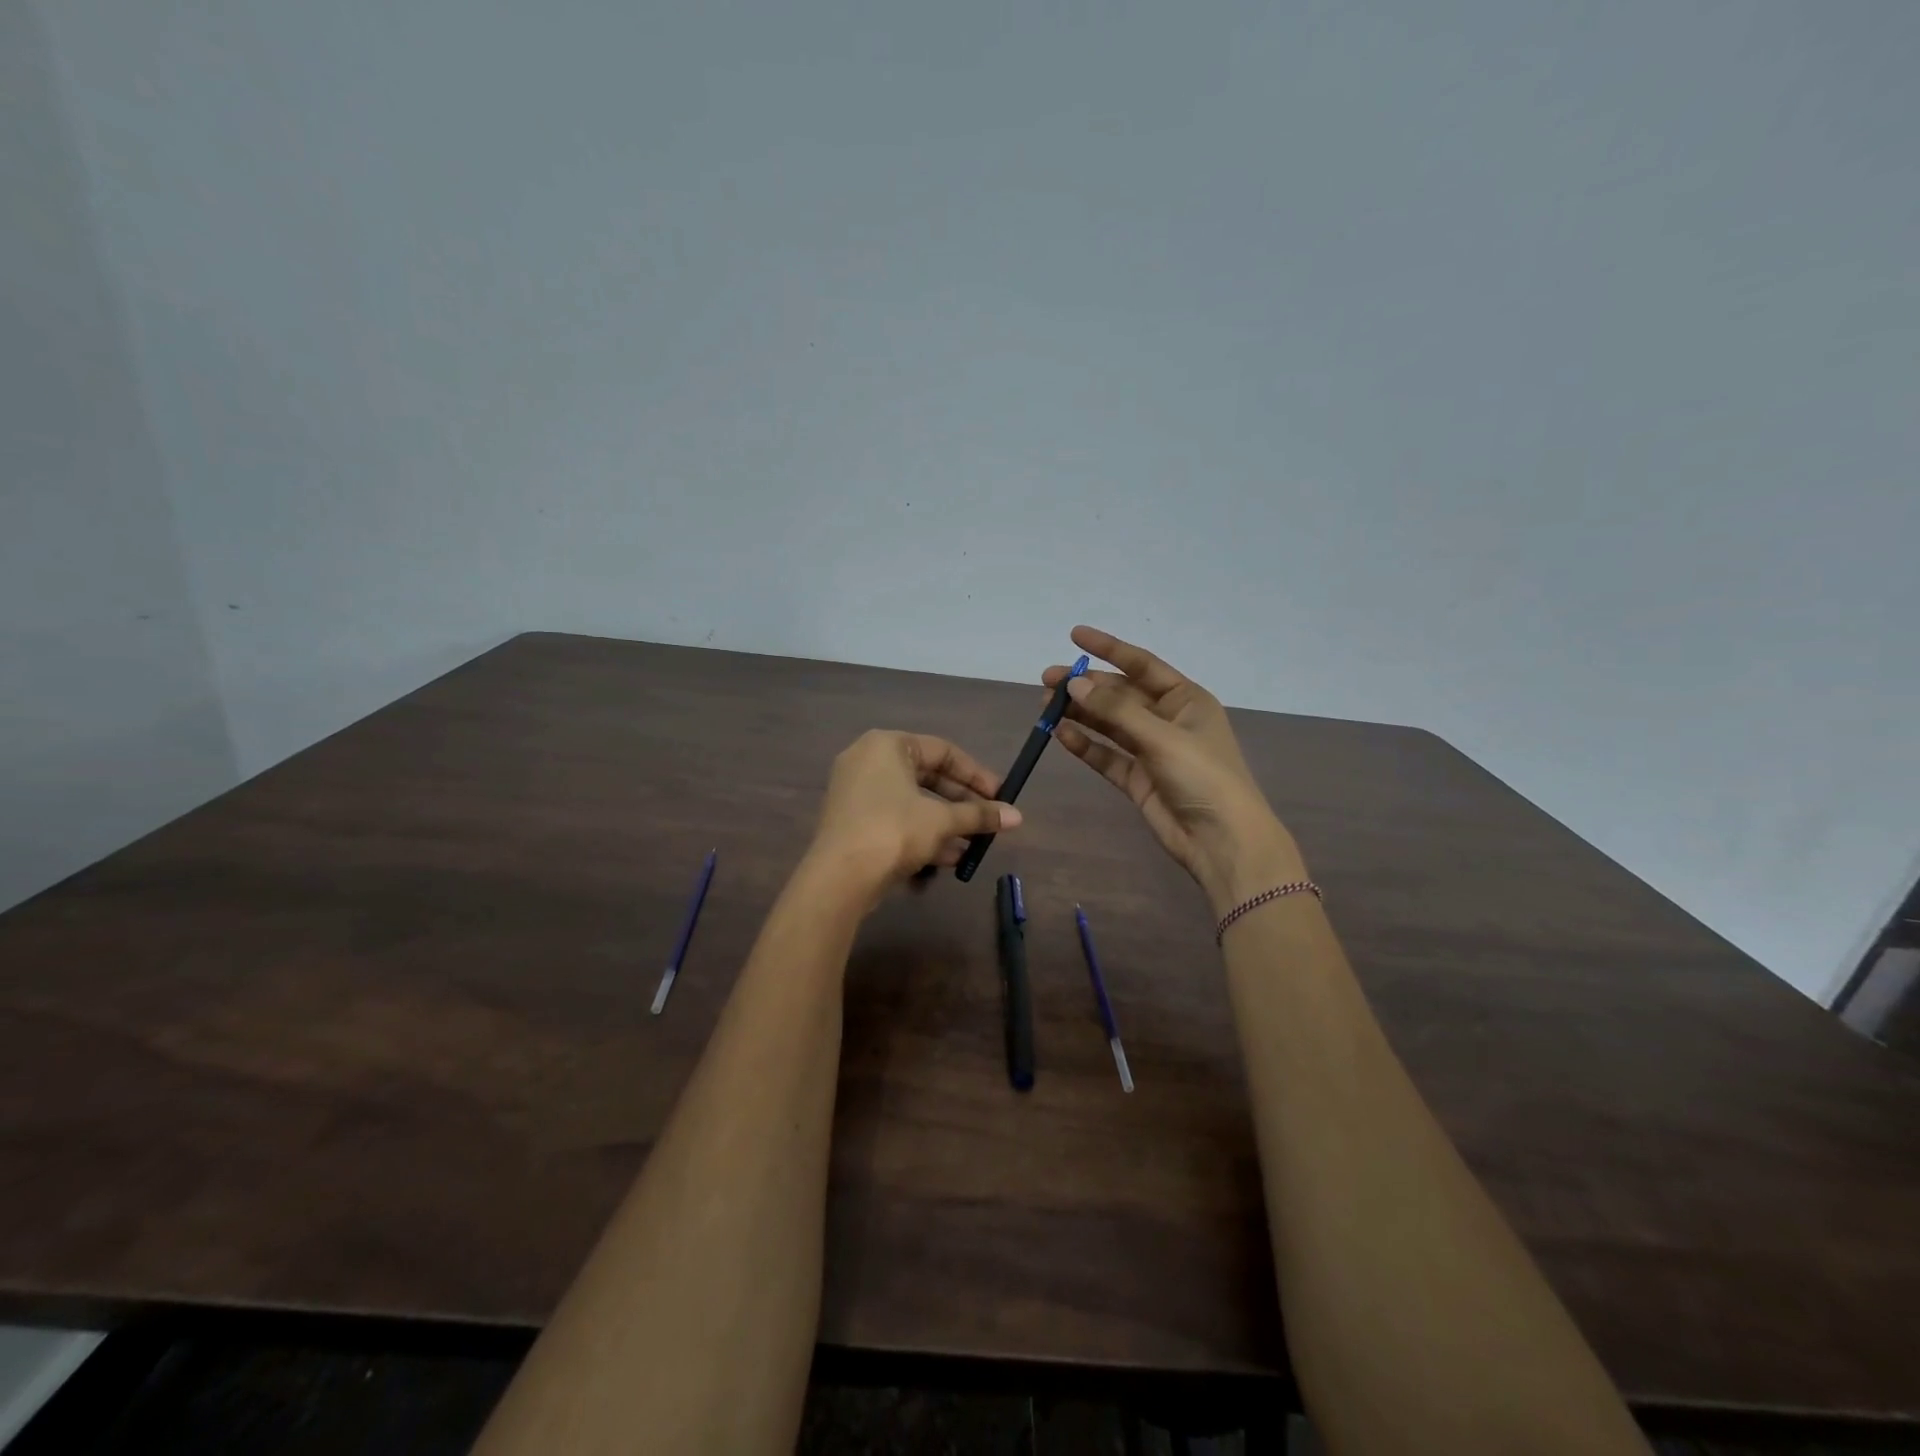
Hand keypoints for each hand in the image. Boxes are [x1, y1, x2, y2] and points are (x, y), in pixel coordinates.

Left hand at [807, 730, 1020, 896]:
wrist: (839, 877)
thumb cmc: (893, 831)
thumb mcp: (941, 821)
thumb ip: (979, 815)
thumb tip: (1017, 817)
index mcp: (887, 745)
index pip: (943, 751)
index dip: (976, 774)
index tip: (1000, 796)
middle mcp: (868, 761)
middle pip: (927, 776)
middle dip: (961, 802)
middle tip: (989, 819)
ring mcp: (856, 792)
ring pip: (912, 802)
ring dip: (946, 823)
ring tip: (974, 844)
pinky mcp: (852, 821)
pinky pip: (895, 819)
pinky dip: (922, 833)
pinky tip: (948, 858)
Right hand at [1043, 626, 1304, 913]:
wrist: (1222, 841)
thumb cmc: (1203, 777)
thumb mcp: (1161, 737)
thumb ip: (1115, 711)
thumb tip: (1074, 683)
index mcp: (1186, 700)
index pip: (1142, 664)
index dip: (1109, 648)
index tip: (1074, 636)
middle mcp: (1168, 720)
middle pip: (1120, 695)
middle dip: (1086, 686)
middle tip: (1048, 680)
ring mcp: (1151, 750)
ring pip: (1109, 725)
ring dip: (1081, 714)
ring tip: (1046, 706)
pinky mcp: (1138, 779)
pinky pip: (1107, 755)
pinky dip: (1085, 745)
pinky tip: (1061, 735)